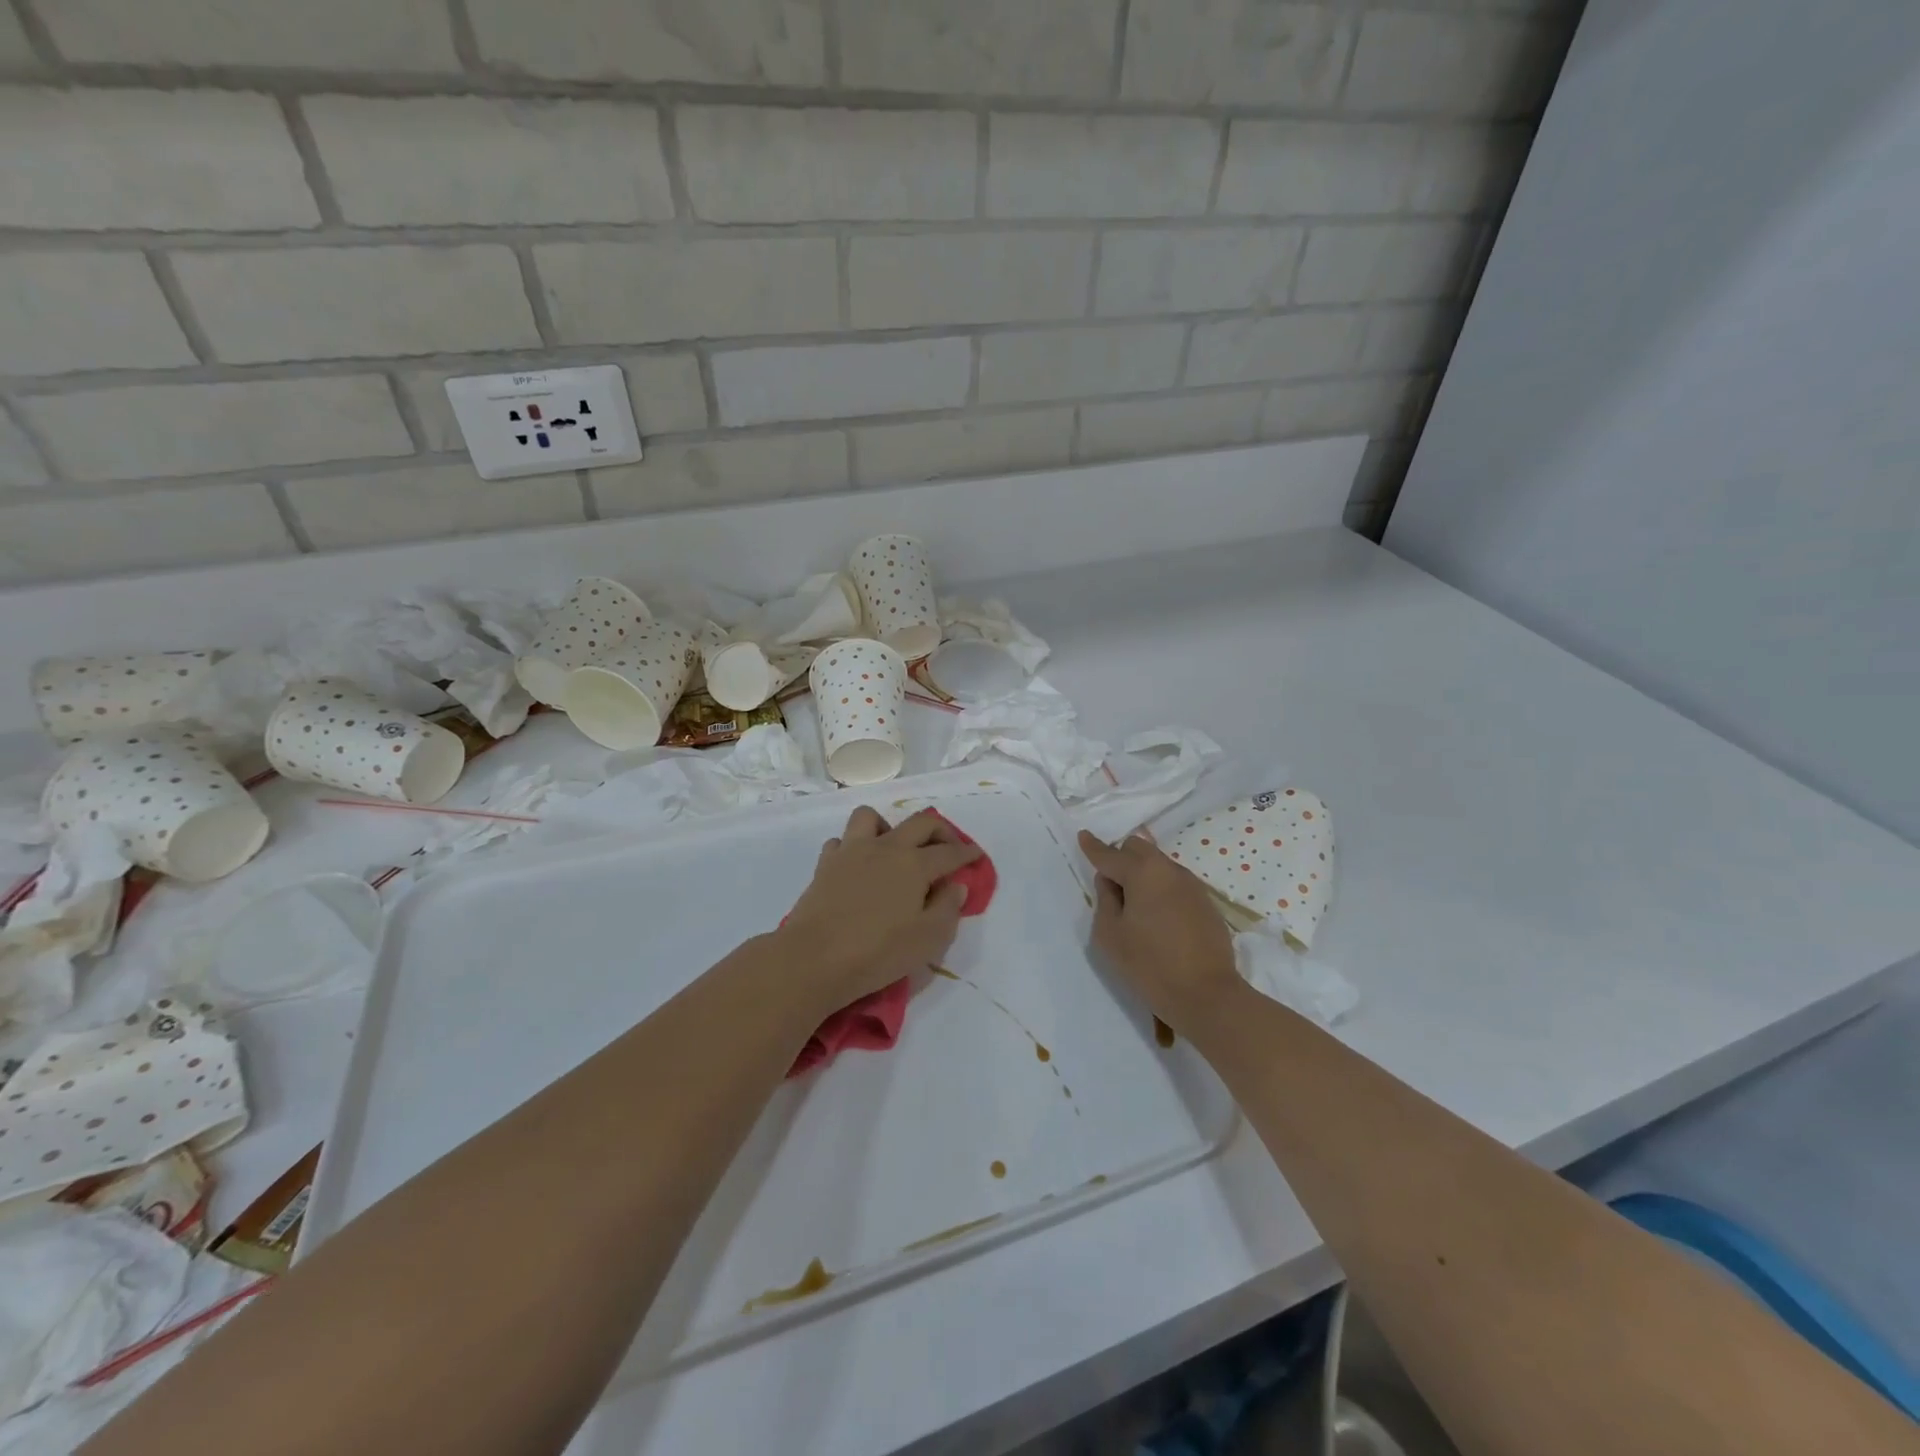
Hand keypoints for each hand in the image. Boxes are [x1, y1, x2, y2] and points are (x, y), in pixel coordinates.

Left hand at [776, 807, 981, 1010]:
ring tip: (894, 849)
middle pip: (919, 823)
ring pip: (872, 817)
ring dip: (889, 827)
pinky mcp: (826, 864)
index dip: (967, 853)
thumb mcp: (928, 940)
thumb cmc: (877, 952)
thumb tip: (956, 886)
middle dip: (941, 830)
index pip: (949, 852)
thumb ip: (948, 909)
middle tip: (948, 846)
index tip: (977, 855)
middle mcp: (886, 848)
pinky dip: (853, 848)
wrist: (813, 959)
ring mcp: (851, 852)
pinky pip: (842, 841)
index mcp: (914, 865)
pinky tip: (858, 867)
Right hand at [1079, 830, 1244, 1033]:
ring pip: (1159, 865)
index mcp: (1142, 872)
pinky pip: (1175, 884)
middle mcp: (1169, 870)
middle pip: (1139, 849)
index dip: (1093, 846)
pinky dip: (1161, 890)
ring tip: (1136, 907)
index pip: (1110, 854)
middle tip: (1111, 886)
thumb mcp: (1110, 934)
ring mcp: (1192, 885)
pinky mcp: (1206, 903)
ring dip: (1143, 875)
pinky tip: (1159, 920)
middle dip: (1121, 858)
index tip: (1083, 835)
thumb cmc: (1149, 964)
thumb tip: (1110, 882)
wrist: (1207, 994)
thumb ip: (1105, 900)